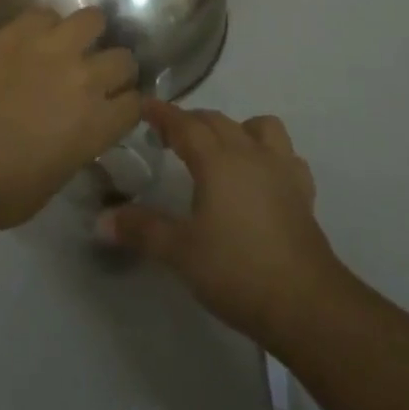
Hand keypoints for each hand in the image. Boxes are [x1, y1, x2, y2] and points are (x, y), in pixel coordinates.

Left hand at [0, 7, 139, 232]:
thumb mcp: (51, 183)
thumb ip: (73, 151)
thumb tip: (72, 137)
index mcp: (97, 125)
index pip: (136, 104)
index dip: (126, 106)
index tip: (113, 108)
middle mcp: (85, 79)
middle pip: (123, 58)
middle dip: (114, 68)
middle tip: (93, 76)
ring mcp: (53, 48)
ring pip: (93, 19)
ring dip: (85, 33)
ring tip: (68, 43)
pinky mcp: (19, 29)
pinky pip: (45, 13)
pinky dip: (43, 25)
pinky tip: (30, 38)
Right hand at [98, 100, 344, 347]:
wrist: (306, 303)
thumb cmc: (237, 270)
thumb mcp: (180, 252)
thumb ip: (142, 230)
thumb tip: (102, 219)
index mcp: (217, 160)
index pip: (184, 124)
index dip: (162, 113)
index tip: (144, 106)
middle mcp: (249, 153)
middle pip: (217, 121)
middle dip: (191, 121)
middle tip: (169, 136)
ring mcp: (281, 170)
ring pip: (259, 127)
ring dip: (237, 129)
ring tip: (221, 151)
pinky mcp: (302, 192)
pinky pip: (286, 157)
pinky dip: (270, 156)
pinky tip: (262, 177)